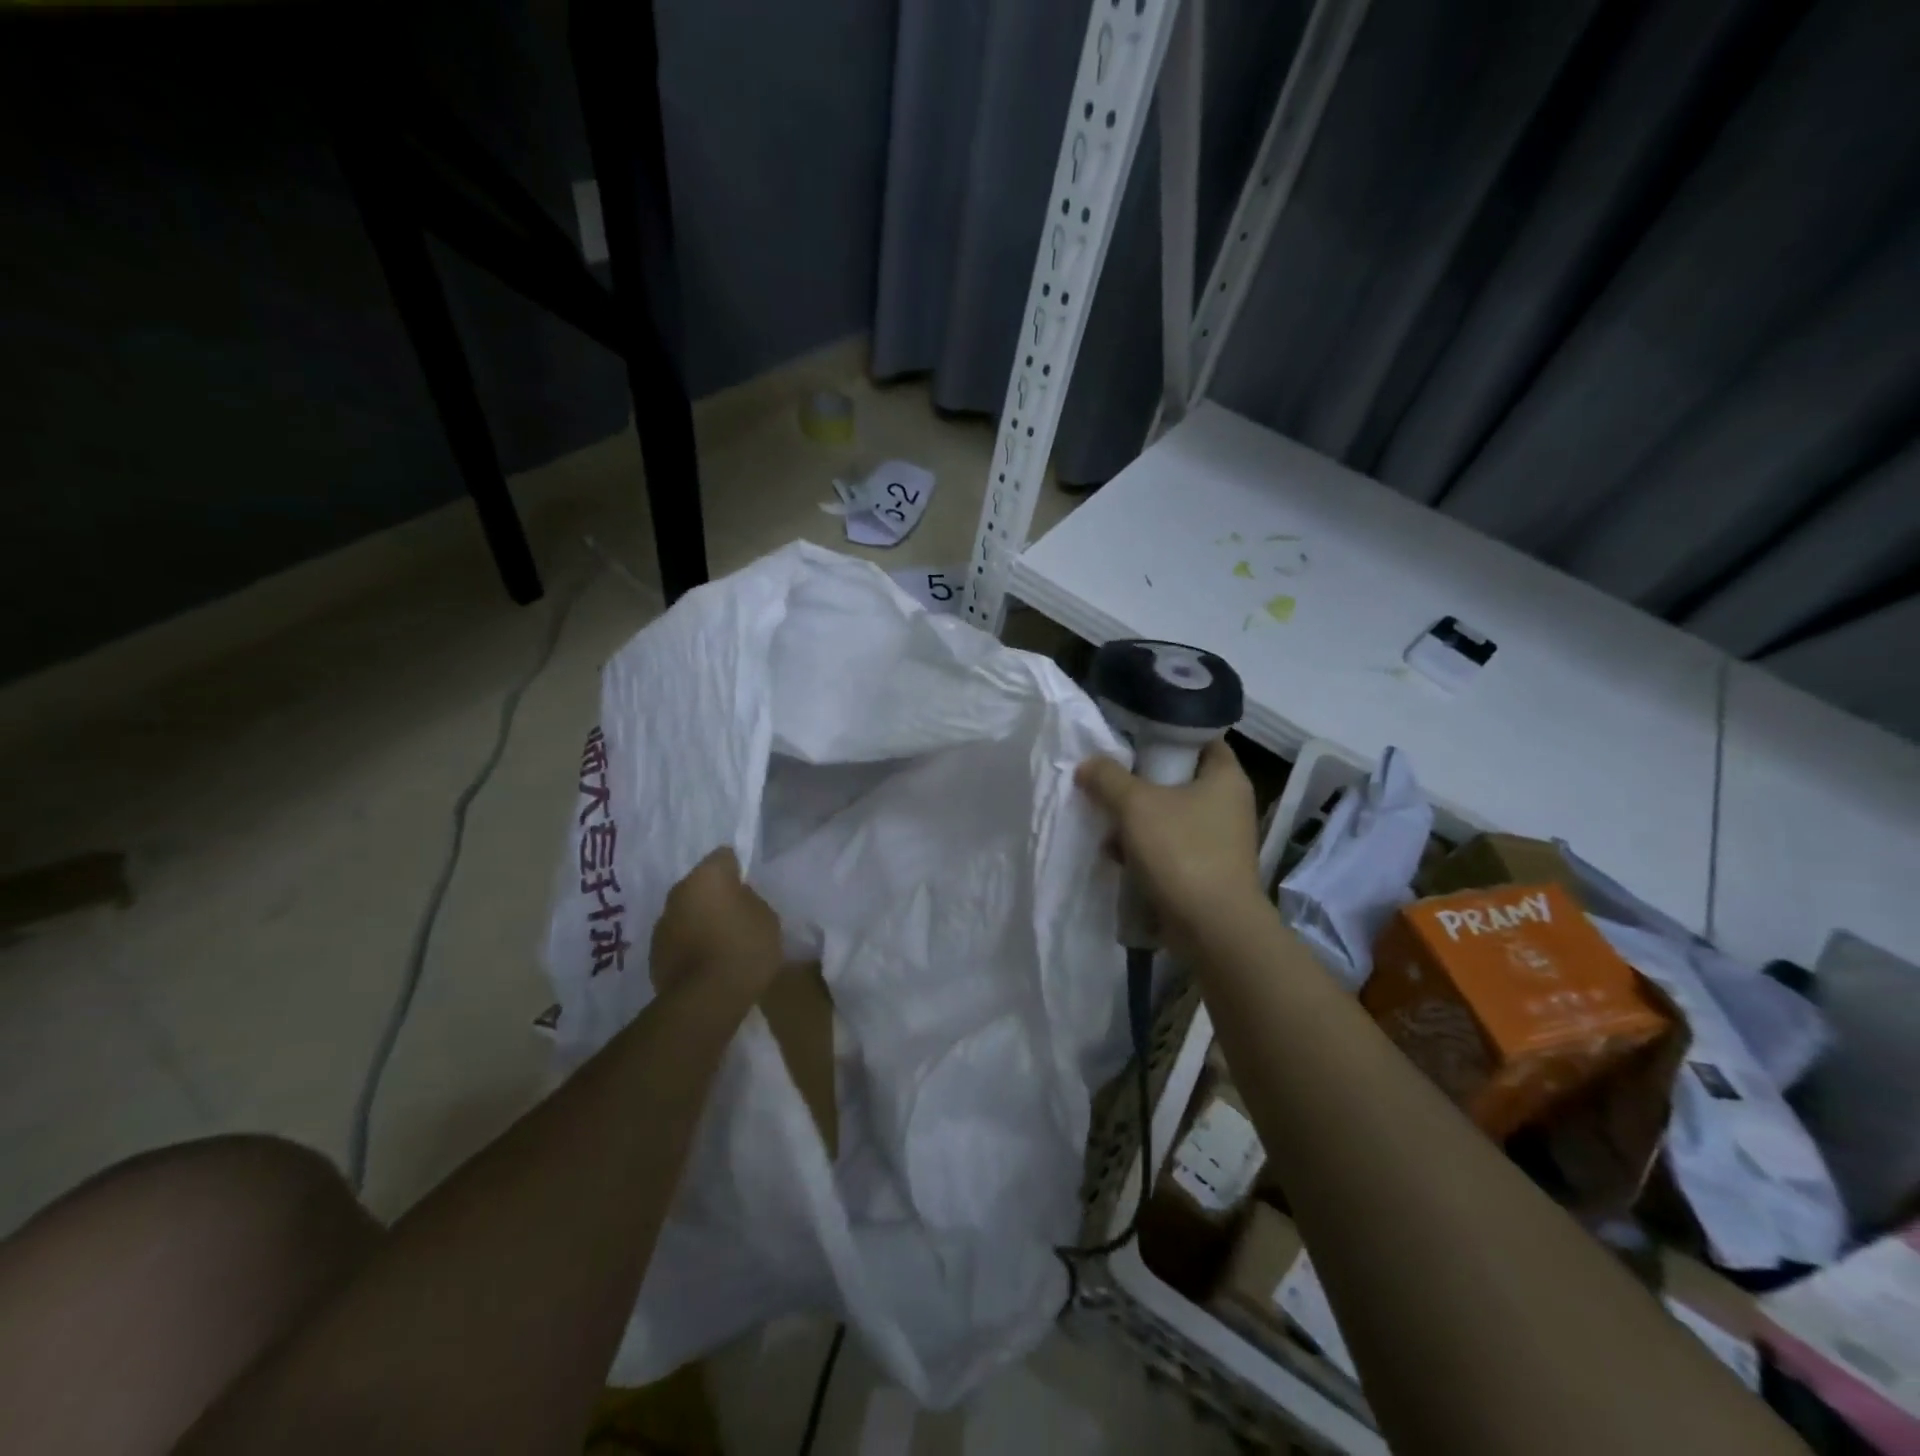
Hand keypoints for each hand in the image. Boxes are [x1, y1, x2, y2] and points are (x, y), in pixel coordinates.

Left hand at [649, 848, 783, 997]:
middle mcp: (679, 892)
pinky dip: (690, 943)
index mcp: (707, 876)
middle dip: (715, 895)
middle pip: (700, 884)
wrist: (706, 999)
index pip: (723, 856)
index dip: (737, 868)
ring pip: (686, 911)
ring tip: (720, 940)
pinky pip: (678, 938)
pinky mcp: (654, 953)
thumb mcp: (767, 917)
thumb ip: (750, 900)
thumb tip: (736, 899)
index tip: (747, 884)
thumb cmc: (744, 948)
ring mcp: (662, 923)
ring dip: (699, 919)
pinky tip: (707, 960)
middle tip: (736, 912)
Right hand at [1076, 739, 1263, 952]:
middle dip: (1141, 782)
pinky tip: (1118, 857)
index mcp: (1225, 777)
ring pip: (1170, 815)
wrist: (1213, 928)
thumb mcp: (1136, 805)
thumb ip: (1108, 778)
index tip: (1132, 738)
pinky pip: (1171, 847)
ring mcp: (1220, 840)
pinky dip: (1146, 849)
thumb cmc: (1181, 852)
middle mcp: (1229, 804)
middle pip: (1178, 778)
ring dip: (1138, 820)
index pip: (1200, 737)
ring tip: (1107, 826)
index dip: (1166, 733)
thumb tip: (1088, 764)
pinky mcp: (1207, 870)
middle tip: (1110, 781)